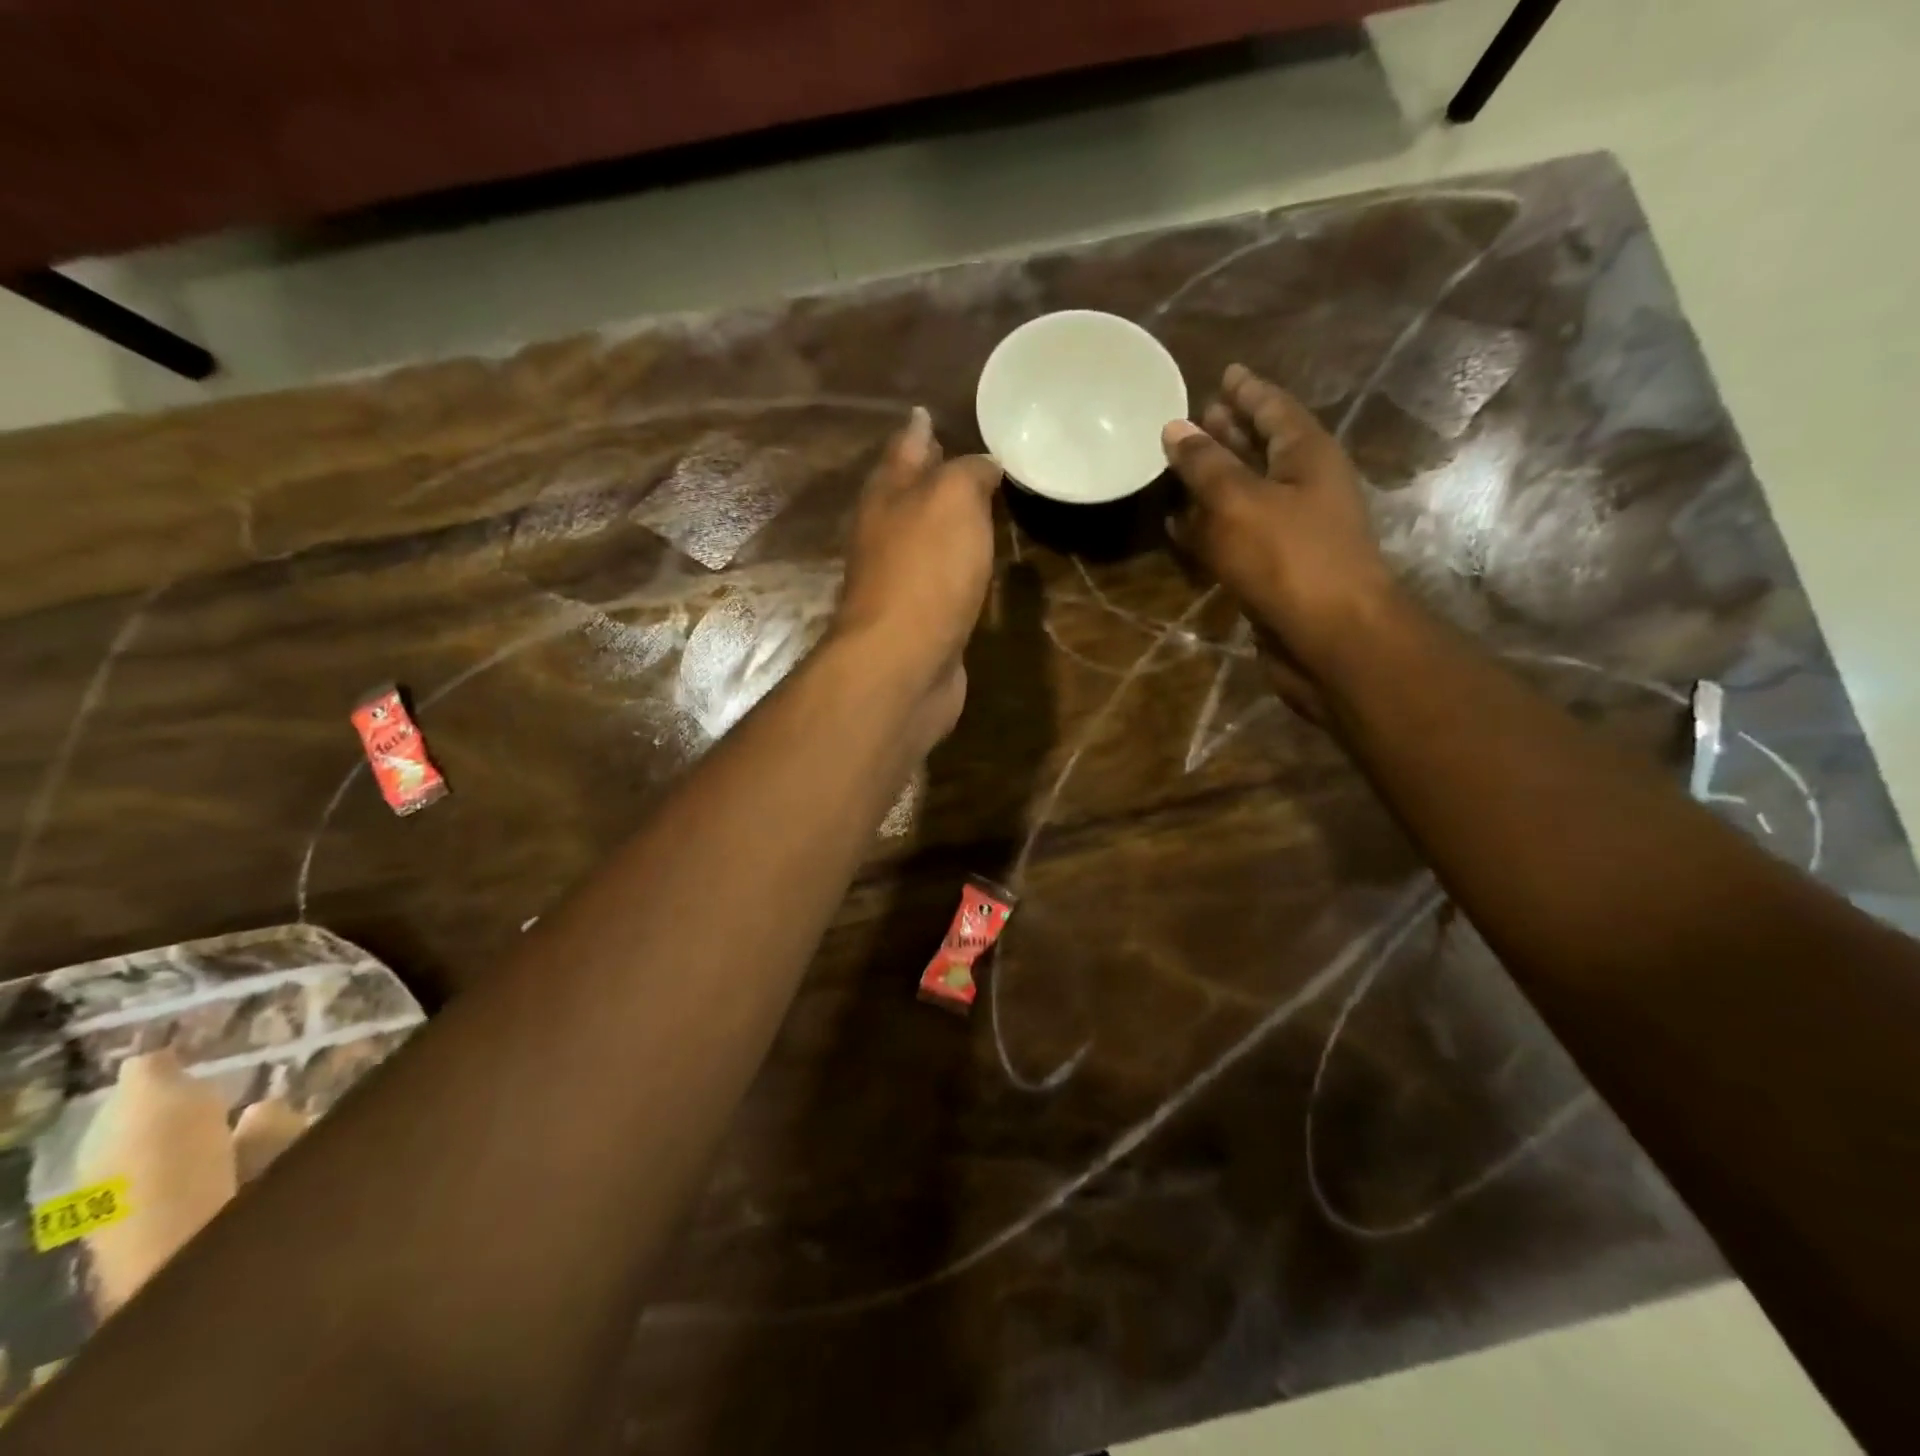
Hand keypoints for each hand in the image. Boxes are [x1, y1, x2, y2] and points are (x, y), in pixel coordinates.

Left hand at [834, 408, 1001, 743]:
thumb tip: (982, 463)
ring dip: (944, 523)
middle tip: (963, 460)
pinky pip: (938, 579)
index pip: (904, 449)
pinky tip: (972, 566)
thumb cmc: (926, 571)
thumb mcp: (952, 500)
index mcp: (886, 496)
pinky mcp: (917, 620)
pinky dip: (953, 565)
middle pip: (907, 495)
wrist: (903, 662)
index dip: (919, 430)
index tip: (930, 413)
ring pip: (923, 538)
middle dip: (929, 475)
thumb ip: (967, 473)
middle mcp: (884, 535)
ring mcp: (898, 581)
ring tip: (976, 508)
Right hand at [1162, 365, 1399, 712]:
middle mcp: (1304, 487)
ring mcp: (1291, 531)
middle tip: (1196, 415)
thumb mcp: (1239, 501)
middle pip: (1262, 448)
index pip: (1275, 408)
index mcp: (1307, 455)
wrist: (1330, 637)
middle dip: (1231, 431)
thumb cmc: (1289, 558)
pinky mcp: (1274, 569)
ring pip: (1246, 493)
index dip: (1248, 390)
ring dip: (1215, 480)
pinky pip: (1235, 535)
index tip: (1224, 372)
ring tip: (1179, 464)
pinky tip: (1179, 526)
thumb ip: (1205, 464)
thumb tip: (1175, 427)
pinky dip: (1208, 526)